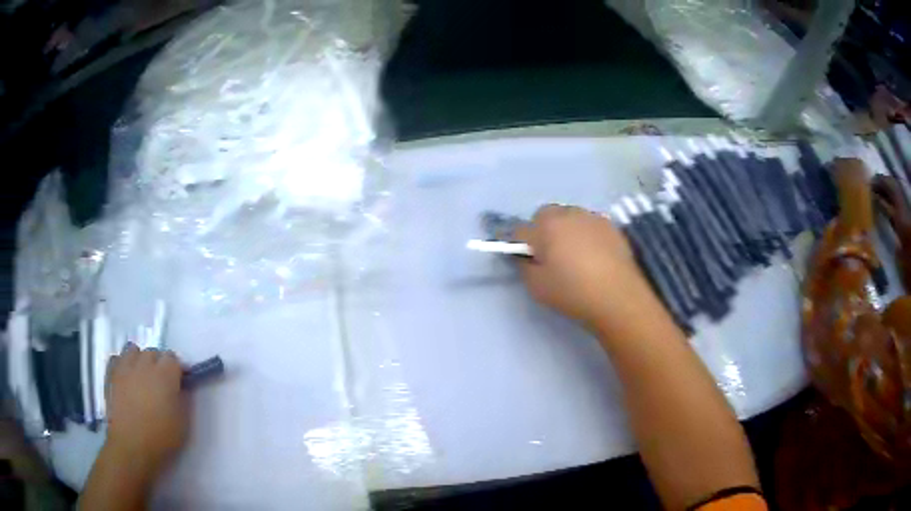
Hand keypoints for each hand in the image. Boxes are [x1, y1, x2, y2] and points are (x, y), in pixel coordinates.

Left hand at [105, 344, 187, 477]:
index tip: (179, 383)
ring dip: (140, 360)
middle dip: (159, 364)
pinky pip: (118, 358)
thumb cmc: (161, 438)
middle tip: (161, 384)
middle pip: (154, 352)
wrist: (131, 446)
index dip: (177, 370)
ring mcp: (125, 366)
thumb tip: (182, 387)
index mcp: (165, 374)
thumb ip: (184, 399)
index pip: (173, 358)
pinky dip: (123, 363)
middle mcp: (145, 363)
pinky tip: (126, 377)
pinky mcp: (112, 373)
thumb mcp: (183, 423)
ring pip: (134, 350)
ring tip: (142, 377)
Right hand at [514, 205, 664, 335]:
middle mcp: (567, 214)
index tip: (523, 259)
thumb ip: (524, 266)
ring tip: (573, 255)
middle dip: (542, 230)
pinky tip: (593, 256)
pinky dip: (585, 234)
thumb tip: (525, 256)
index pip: (520, 230)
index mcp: (545, 227)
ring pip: (569, 217)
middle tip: (549, 255)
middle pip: (545, 216)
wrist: (618, 297)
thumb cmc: (573, 292)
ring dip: (565, 230)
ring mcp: (591, 218)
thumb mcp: (537, 287)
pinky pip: (589, 225)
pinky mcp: (611, 226)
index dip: (518, 244)